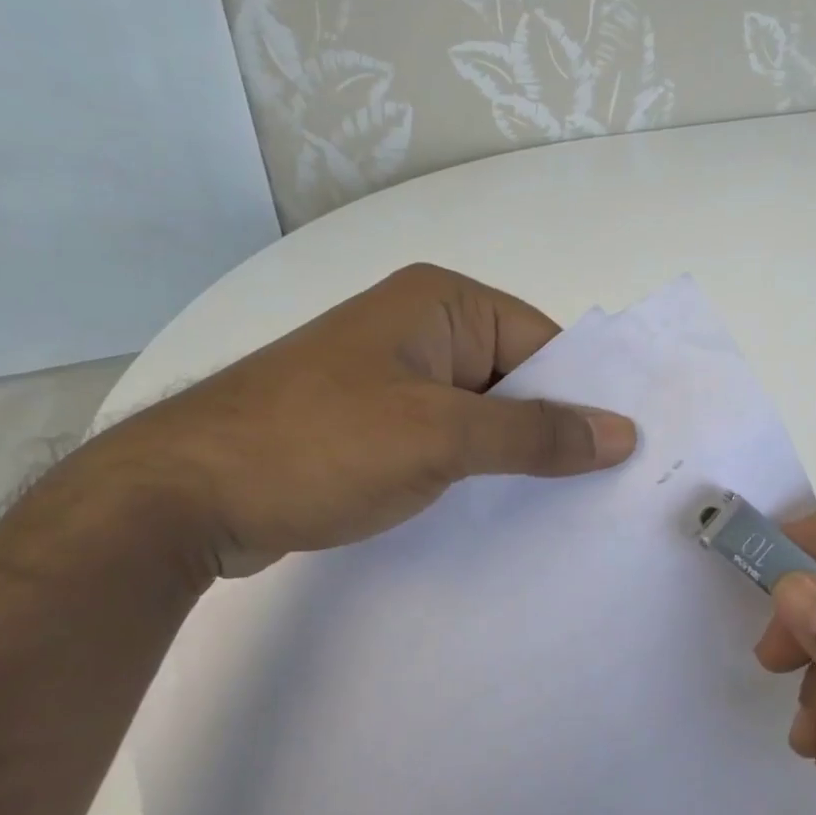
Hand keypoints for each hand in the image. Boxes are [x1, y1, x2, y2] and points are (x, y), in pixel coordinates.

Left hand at [90, 263, 636, 579]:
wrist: (187, 496)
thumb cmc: (319, 444)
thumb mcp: (439, 437)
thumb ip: (535, 434)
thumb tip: (623, 433)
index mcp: (442, 303)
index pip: (544, 344)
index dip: (586, 396)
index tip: (628, 452)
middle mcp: (423, 329)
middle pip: (516, 379)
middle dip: (554, 432)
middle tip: (611, 490)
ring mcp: (395, 378)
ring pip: (483, 415)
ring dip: (516, 457)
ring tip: (570, 508)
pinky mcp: (375, 425)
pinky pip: (449, 441)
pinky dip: (477, 471)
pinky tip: (504, 511)